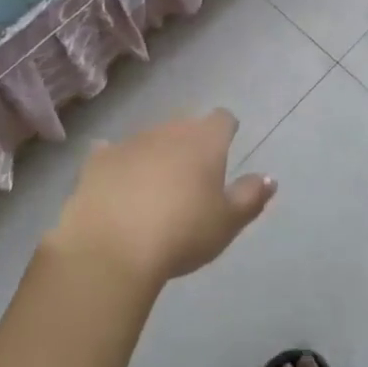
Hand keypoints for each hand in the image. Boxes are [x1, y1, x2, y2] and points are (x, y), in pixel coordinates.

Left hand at [45, 110, 275, 292]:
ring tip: (155, 187)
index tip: (226, 148)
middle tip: (192, 175)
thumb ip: (250, 196)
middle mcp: (168, 130)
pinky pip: (112, 153)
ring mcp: (130, 141)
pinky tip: (117, 183)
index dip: (226, 131)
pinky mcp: (98, 159)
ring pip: (150, 139)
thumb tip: (269, 178)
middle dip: (190, 143)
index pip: (222, 119)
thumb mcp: (227, 223)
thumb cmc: (182, 233)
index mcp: (204, 140)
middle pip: (185, 126)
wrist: (112, 247)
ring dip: (155, 154)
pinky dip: (118, 164)